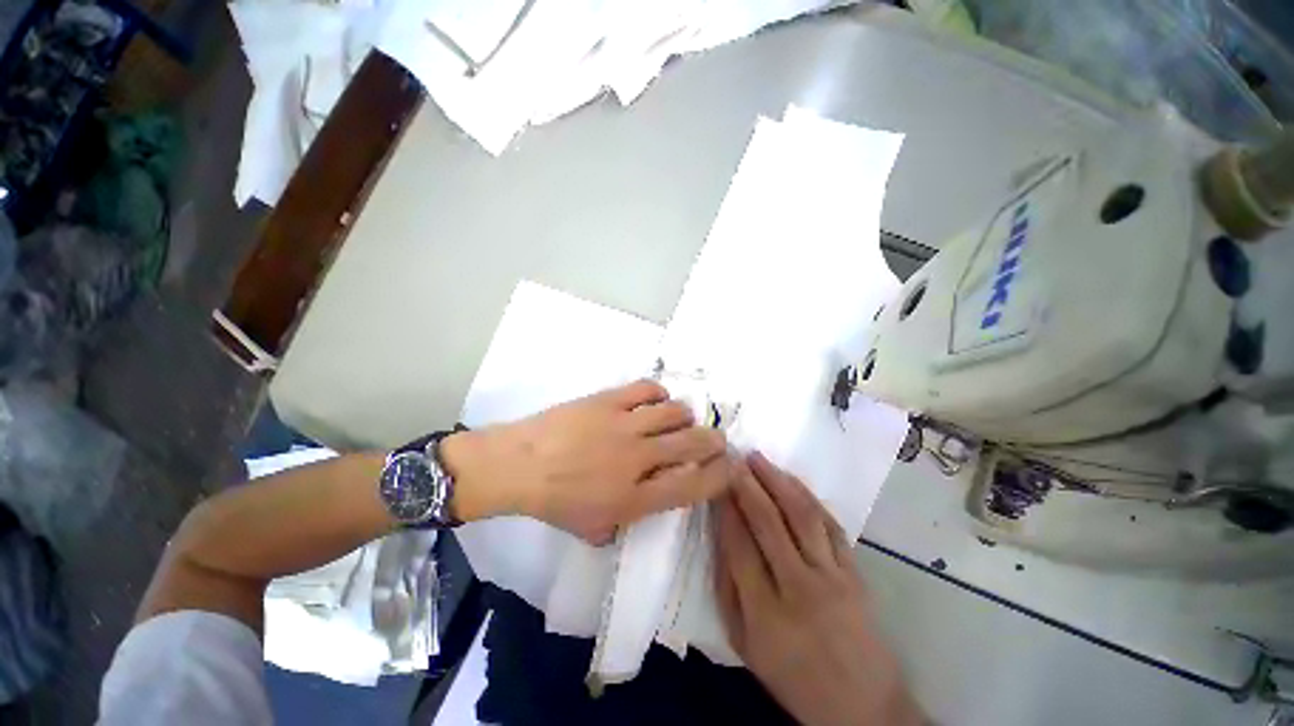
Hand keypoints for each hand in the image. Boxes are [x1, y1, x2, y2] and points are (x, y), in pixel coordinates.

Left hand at [444, 380, 732, 542]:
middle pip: (693, 444)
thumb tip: (647, 505)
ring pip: (675, 412)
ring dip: (685, 416)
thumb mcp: (593, 528)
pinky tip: (656, 400)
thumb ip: (626, 522)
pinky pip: (647, 390)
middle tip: (716, 438)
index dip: (719, 475)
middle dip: (714, 441)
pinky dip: (658, 394)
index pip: (693, 485)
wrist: (518, 463)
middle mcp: (638, 459)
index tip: (729, 467)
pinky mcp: (609, 400)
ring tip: (681, 419)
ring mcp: (624, 425)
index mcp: (635, 498)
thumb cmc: (553, 501)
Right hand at [713, 452, 921, 725]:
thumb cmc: (793, 677)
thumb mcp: (744, 645)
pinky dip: (808, 497)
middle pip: (769, 523)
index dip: (726, 508)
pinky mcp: (855, 572)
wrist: (862, 705)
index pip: (739, 545)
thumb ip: (727, 590)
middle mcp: (799, 588)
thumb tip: (718, 538)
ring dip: (777, 481)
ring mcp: (833, 577)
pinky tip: (791, 480)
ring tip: (758, 458)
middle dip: (748, 485)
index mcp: (765, 614)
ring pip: (801, 516)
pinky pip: (830, 525)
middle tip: (734, 459)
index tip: (716, 481)